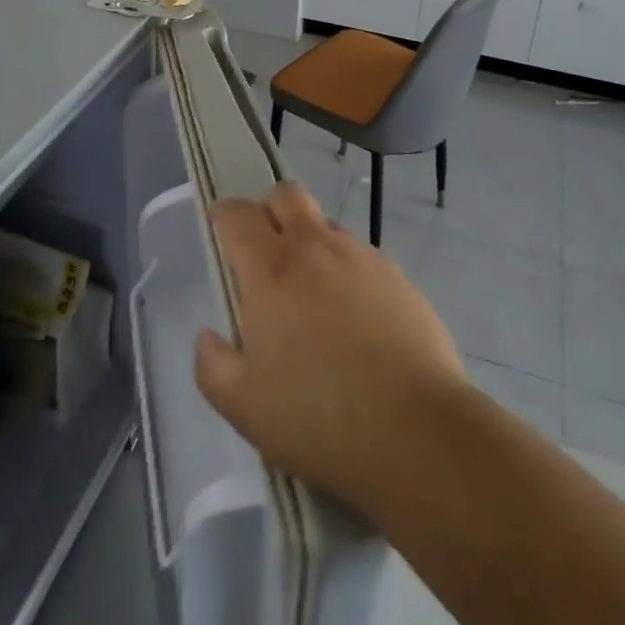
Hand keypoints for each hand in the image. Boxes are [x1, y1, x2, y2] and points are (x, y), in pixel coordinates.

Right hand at [193, 182, 464, 509]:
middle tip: (264, 247)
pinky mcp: (398, 277)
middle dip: (270, 208)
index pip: (239, 215)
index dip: (223, 214)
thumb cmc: (318, 417)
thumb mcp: (244, 407)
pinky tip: (354, 319)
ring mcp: (363, 257)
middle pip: (288, 195)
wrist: (416, 430)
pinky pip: (362, 257)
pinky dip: (347, 272)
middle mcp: (316, 248)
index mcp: (272, 269)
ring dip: (311, 243)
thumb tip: (208, 337)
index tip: (218, 225)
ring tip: (312, 294)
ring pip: (327, 226)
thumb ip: (213, 366)